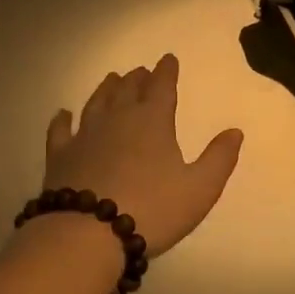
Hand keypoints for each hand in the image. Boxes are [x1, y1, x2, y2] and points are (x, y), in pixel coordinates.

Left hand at [43, 54, 242, 256]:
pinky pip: (60, 130)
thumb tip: (234, 131)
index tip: (168, 59)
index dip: (166, 72)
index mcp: (152, 122)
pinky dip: (62, 119)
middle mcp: (116, 120)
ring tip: (111, 79)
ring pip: (96, 103)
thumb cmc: (153, 210)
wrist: (88, 234)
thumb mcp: (200, 188)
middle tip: (141, 71)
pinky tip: (63, 114)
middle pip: (127, 91)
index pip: (162, 87)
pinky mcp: (59, 156)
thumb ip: (219, 158)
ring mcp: (84, 136)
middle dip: (137, 79)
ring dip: (106, 90)